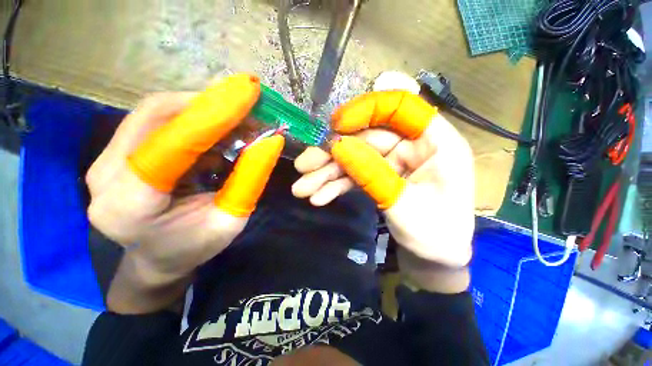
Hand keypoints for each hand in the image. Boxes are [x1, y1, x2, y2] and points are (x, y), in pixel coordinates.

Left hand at [86, 74, 283, 293]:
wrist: (157, 259)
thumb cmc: (194, 246)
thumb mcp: (231, 220)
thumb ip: (250, 180)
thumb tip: (270, 142)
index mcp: (130, 204)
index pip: (172, 143)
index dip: (213, 114)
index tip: (248, 92)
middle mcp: (106, 174)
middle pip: (157, 114)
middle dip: (210, 104)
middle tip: (248, 102)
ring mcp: (106, 160)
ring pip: (157, 112)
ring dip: (204, 109)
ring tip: (239, 119)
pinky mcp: (118, 153)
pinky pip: (157, 121)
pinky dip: (194, 119)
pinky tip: (219, 130)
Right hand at [294, 91, 474, 269]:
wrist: (434, 258)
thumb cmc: (434, 236)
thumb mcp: (403, 205)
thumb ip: (371, 174)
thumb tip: (338, 147)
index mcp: (436, 142)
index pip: (401, 108)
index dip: (367, 110)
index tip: (336, 124)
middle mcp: (413, 145)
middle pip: (366, 137)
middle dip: (333, 153)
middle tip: (303, 165)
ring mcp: (394, 161)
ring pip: (356, 157)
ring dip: (328, 172)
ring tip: (302, 188)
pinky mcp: (381, 175)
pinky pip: (356, 174)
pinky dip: (337, 184)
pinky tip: (319, 196)